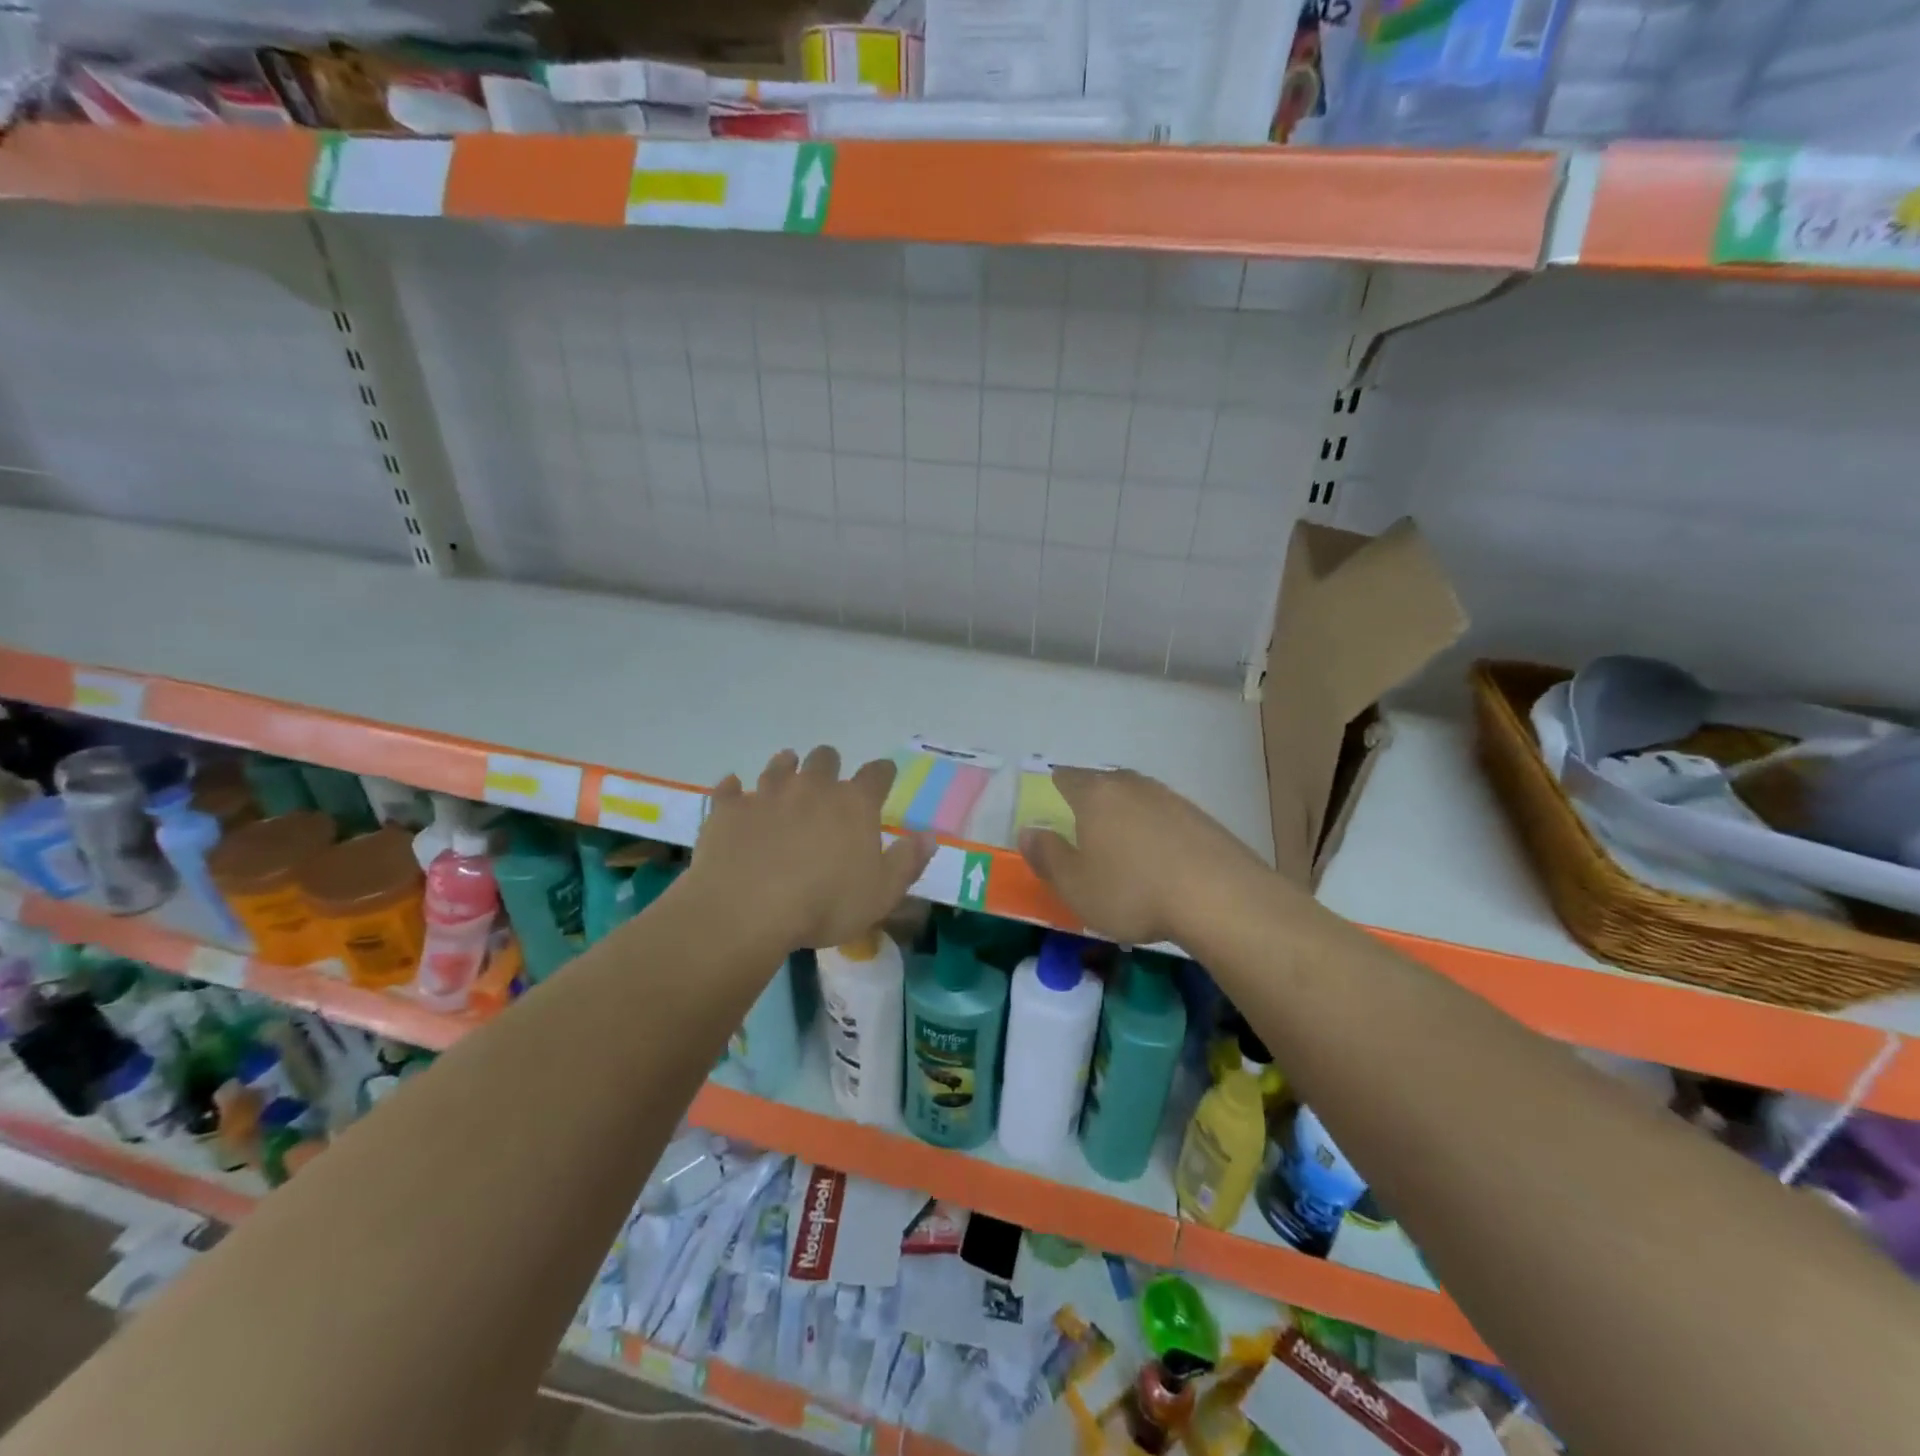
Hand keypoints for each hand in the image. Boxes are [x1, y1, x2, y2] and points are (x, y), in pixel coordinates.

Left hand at [691, 747, 935, 950]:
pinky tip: (734, 793)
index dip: (882, 773)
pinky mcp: (729, 809)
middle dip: (829, 765)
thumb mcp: (882, 894)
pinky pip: (730, 789)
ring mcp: (767, 793)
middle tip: (828, 781)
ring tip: (786, 775)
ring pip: (779, 765)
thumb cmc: (825, 905)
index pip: (876, 774)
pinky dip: (734, 791)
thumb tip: (930, 836)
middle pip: (825, 758)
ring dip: (786, 768)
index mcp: (854, 804)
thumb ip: (908, 862)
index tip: (884, 775)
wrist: (747, 910)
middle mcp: (812, 787)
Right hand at [1019, 768, 1271, 946]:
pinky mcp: (1201, 818)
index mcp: (1095, 795)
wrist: (1220, 897)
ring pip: (1137, 798)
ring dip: (1127, 816)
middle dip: (1092, 800)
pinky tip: (1160, 859)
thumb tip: (1028, 832)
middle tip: (1084, 827)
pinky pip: (1165, 817)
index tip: (1052, 803)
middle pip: (1104, 783)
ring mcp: (1170, 798)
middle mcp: (1132, 786)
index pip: (1066, 778)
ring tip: (1123, 846)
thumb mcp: (1075, 886)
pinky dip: (1156, 832)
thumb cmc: (1132, 891)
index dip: (1055, 788)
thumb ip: (1047, 856)